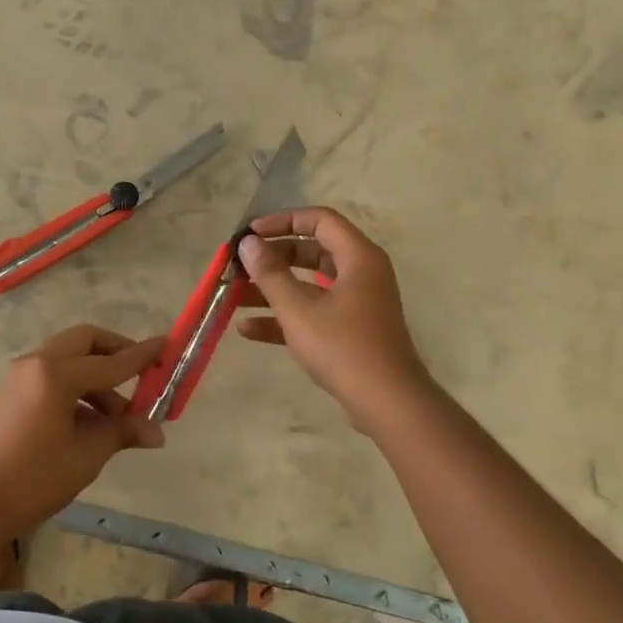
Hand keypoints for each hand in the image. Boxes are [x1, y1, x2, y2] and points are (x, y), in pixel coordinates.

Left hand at [0, 325, 166, 524]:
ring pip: (68, 358)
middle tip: (141, 376)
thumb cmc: (33, 478)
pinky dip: (76, 388)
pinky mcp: (11, 393)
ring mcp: (20, 376)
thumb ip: (121, 432)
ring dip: (97, 377)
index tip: (167, 346)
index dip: (143, 356)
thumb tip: (156, 431)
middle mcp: (37, 362)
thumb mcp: (86, 455)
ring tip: (118, 419)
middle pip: (85, 341)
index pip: (112, 361)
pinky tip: (89, 422)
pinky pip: (52, 375)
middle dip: (116, 353)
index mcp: (56, 373)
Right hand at [236, 207, 430, 430]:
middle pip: (312, 251)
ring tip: (234, 296)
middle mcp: (361, 273)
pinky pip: (314, 311)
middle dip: (272, 258)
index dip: (282, 221)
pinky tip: (249, 330)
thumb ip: (270, 273)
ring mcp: (357, 303)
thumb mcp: (298, 309)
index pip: (319, 220)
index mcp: (358, 257)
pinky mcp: (351, 329)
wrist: (387, 402)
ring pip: (309, 284)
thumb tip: (249, 244)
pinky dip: (285, 316)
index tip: (251, 235)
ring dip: (273, 289)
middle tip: (239, 266)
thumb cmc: (343, 347)